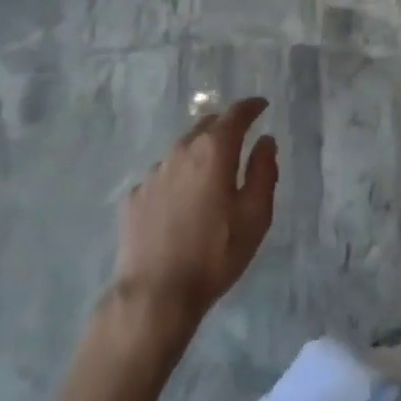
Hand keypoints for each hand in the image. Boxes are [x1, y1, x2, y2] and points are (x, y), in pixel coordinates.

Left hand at [112, 98, 277, 328]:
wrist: (155, 294)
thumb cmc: (215, 254)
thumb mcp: (255, 216)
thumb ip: (264, 171)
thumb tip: (266, 141)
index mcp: (214, 150)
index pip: (236, 114)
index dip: (251, 107)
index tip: (261, 106)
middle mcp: (181, 151)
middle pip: (206, 126)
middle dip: (224, 127)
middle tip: (238, 139)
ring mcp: (153, 173)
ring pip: (182, 151)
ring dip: (198, 154)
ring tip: (208, 176)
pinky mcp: (134, 196)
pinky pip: (162, 177)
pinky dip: (176, 180)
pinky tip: (179, 204)